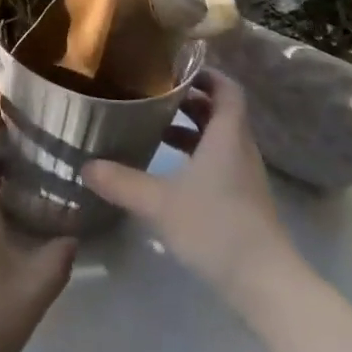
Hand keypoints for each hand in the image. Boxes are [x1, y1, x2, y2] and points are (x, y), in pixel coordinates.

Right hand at [83, 70, 300, 310]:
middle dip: (189, 99)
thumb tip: (86, 165)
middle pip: (220, 111)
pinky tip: (168, 172)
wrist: (266, 285)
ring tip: (154, 127)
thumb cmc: (217, 227)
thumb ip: (122, 182)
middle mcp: (240, 149)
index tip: (174, 67)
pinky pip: (219, 163)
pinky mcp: (242, 201)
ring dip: (191, 129)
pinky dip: (195, 156)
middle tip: (153, 93)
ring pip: (218, 139)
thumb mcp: (160, 202)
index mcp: (227, 135)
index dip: (205, 73)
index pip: (227, 88)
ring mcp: (244, 177)